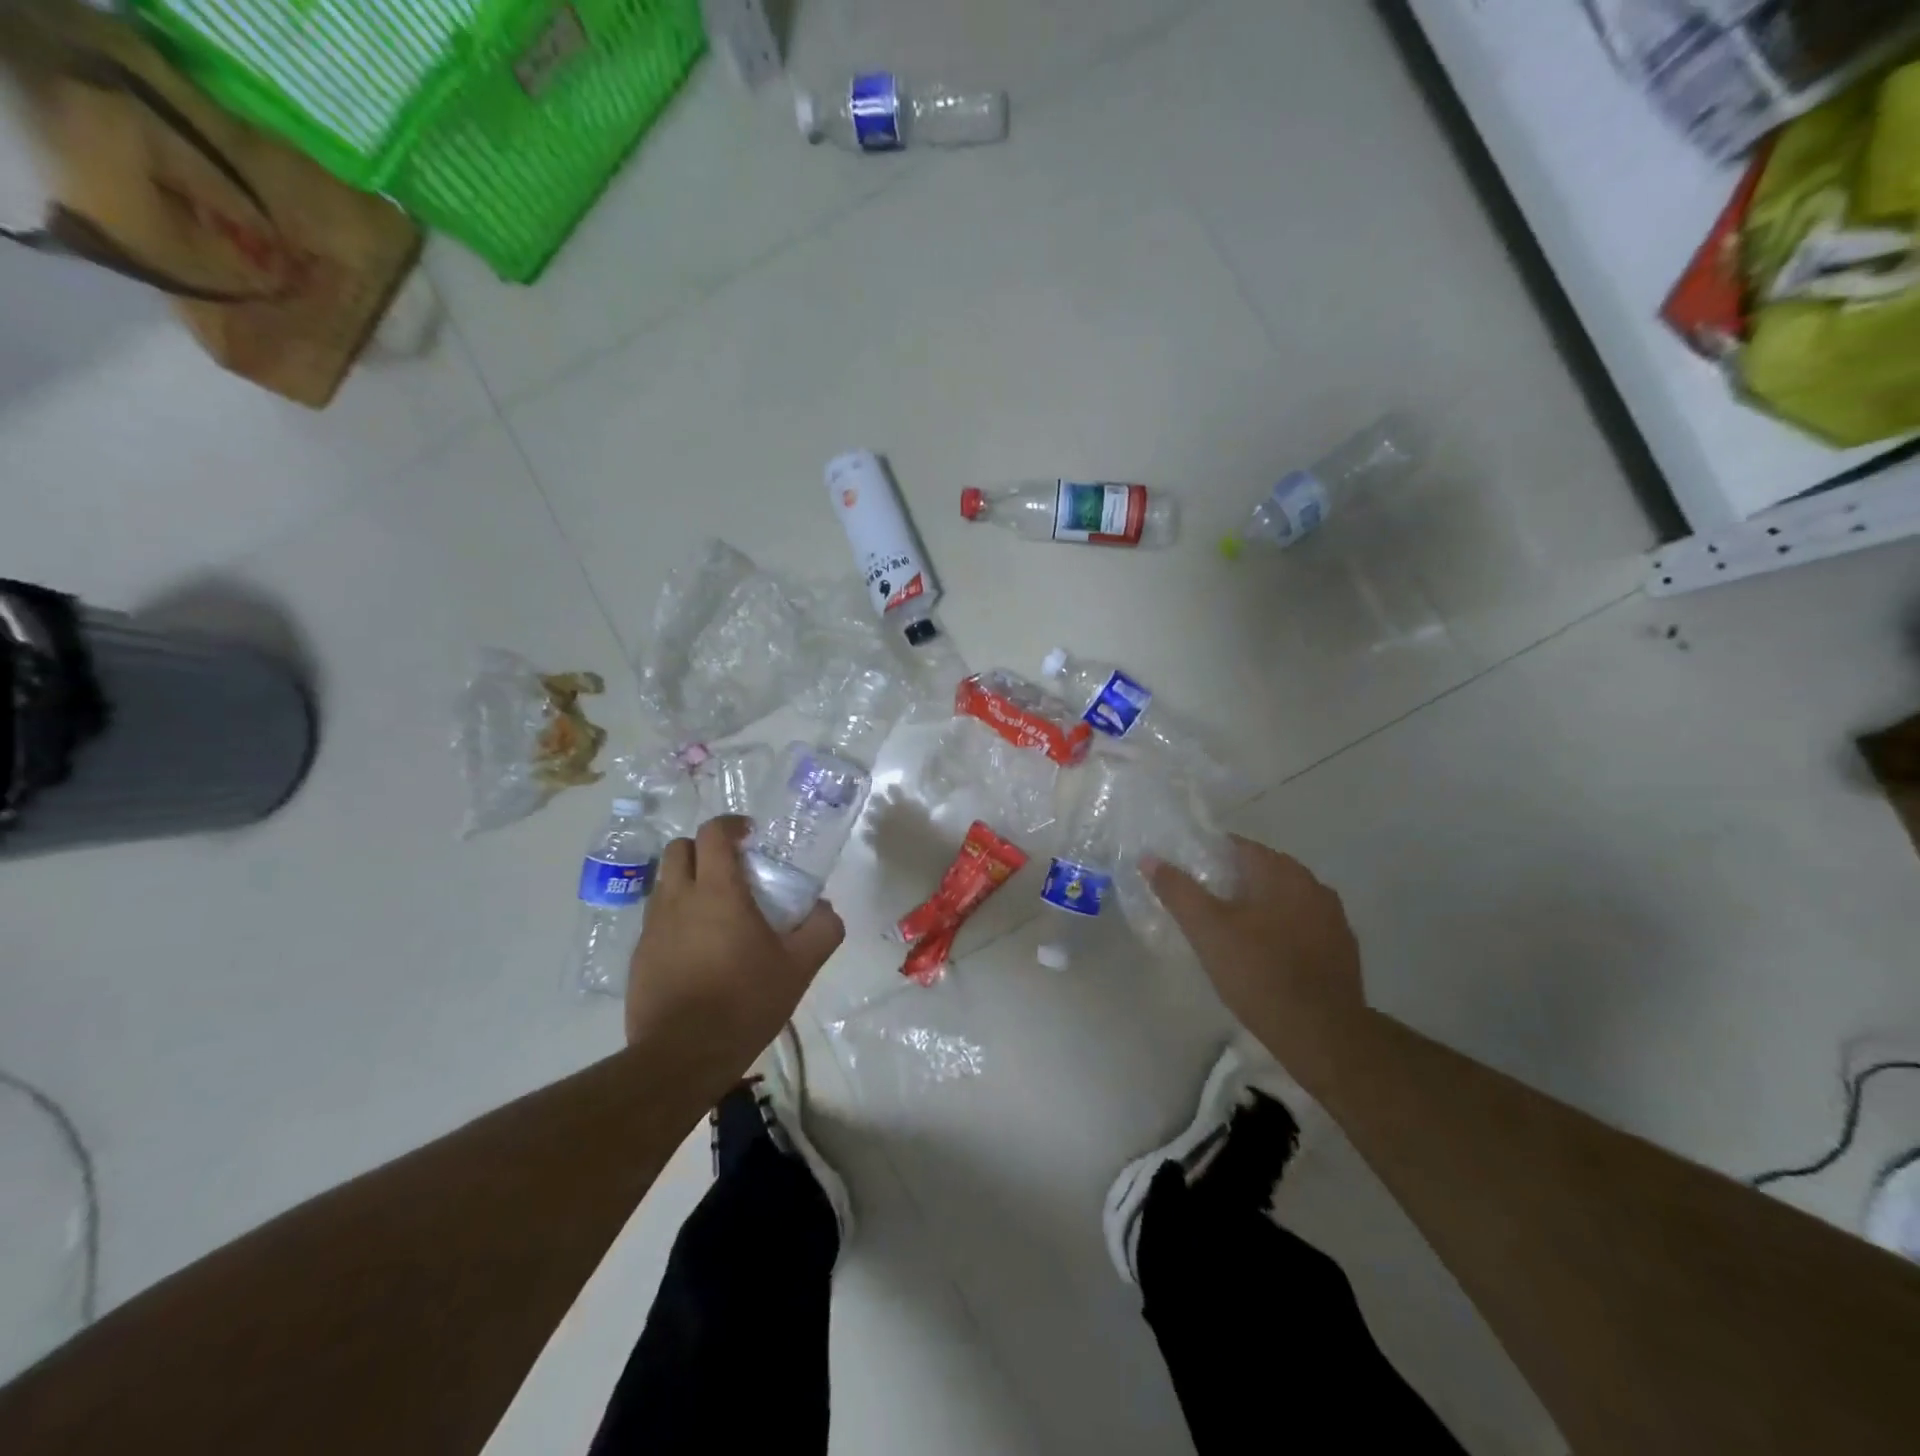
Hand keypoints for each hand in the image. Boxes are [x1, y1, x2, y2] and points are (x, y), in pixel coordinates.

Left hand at [626, 817, 844, 1080]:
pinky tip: (698, 948)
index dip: (731, 824)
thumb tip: (824, 909)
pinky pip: (656, 919)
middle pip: (679, 848)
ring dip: (687, 881)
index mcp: (717, 891)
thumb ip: (821, 929)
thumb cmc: (745, 1001)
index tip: (750, 835)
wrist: (682, 1055)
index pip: (714, 833)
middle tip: (731, 869)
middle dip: (703, 848)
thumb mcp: (799, 966)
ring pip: (664, 882)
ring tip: (715, 909)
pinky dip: (676, 916)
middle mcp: (678, 899)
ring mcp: (653, 927)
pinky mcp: (639, 956)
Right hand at [1148, 837, 1366, 1090]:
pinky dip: (1280, 931)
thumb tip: (1150, 859)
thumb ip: (1178, 891)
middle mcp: (1312, 884)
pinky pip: (1301, 927)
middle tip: (1201, 908)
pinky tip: (1263, 956)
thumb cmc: (1259, 973)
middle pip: (1261, 871)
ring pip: (1283, 900)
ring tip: (1229, 933)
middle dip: (1230, 884)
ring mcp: (1333, 917)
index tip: (1185, 878)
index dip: (1206, 857)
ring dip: (1257, 908)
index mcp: (1281, 871)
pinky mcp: (1342, 949)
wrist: (1323, 1035)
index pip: (1237, 846)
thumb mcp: (1207, 930)